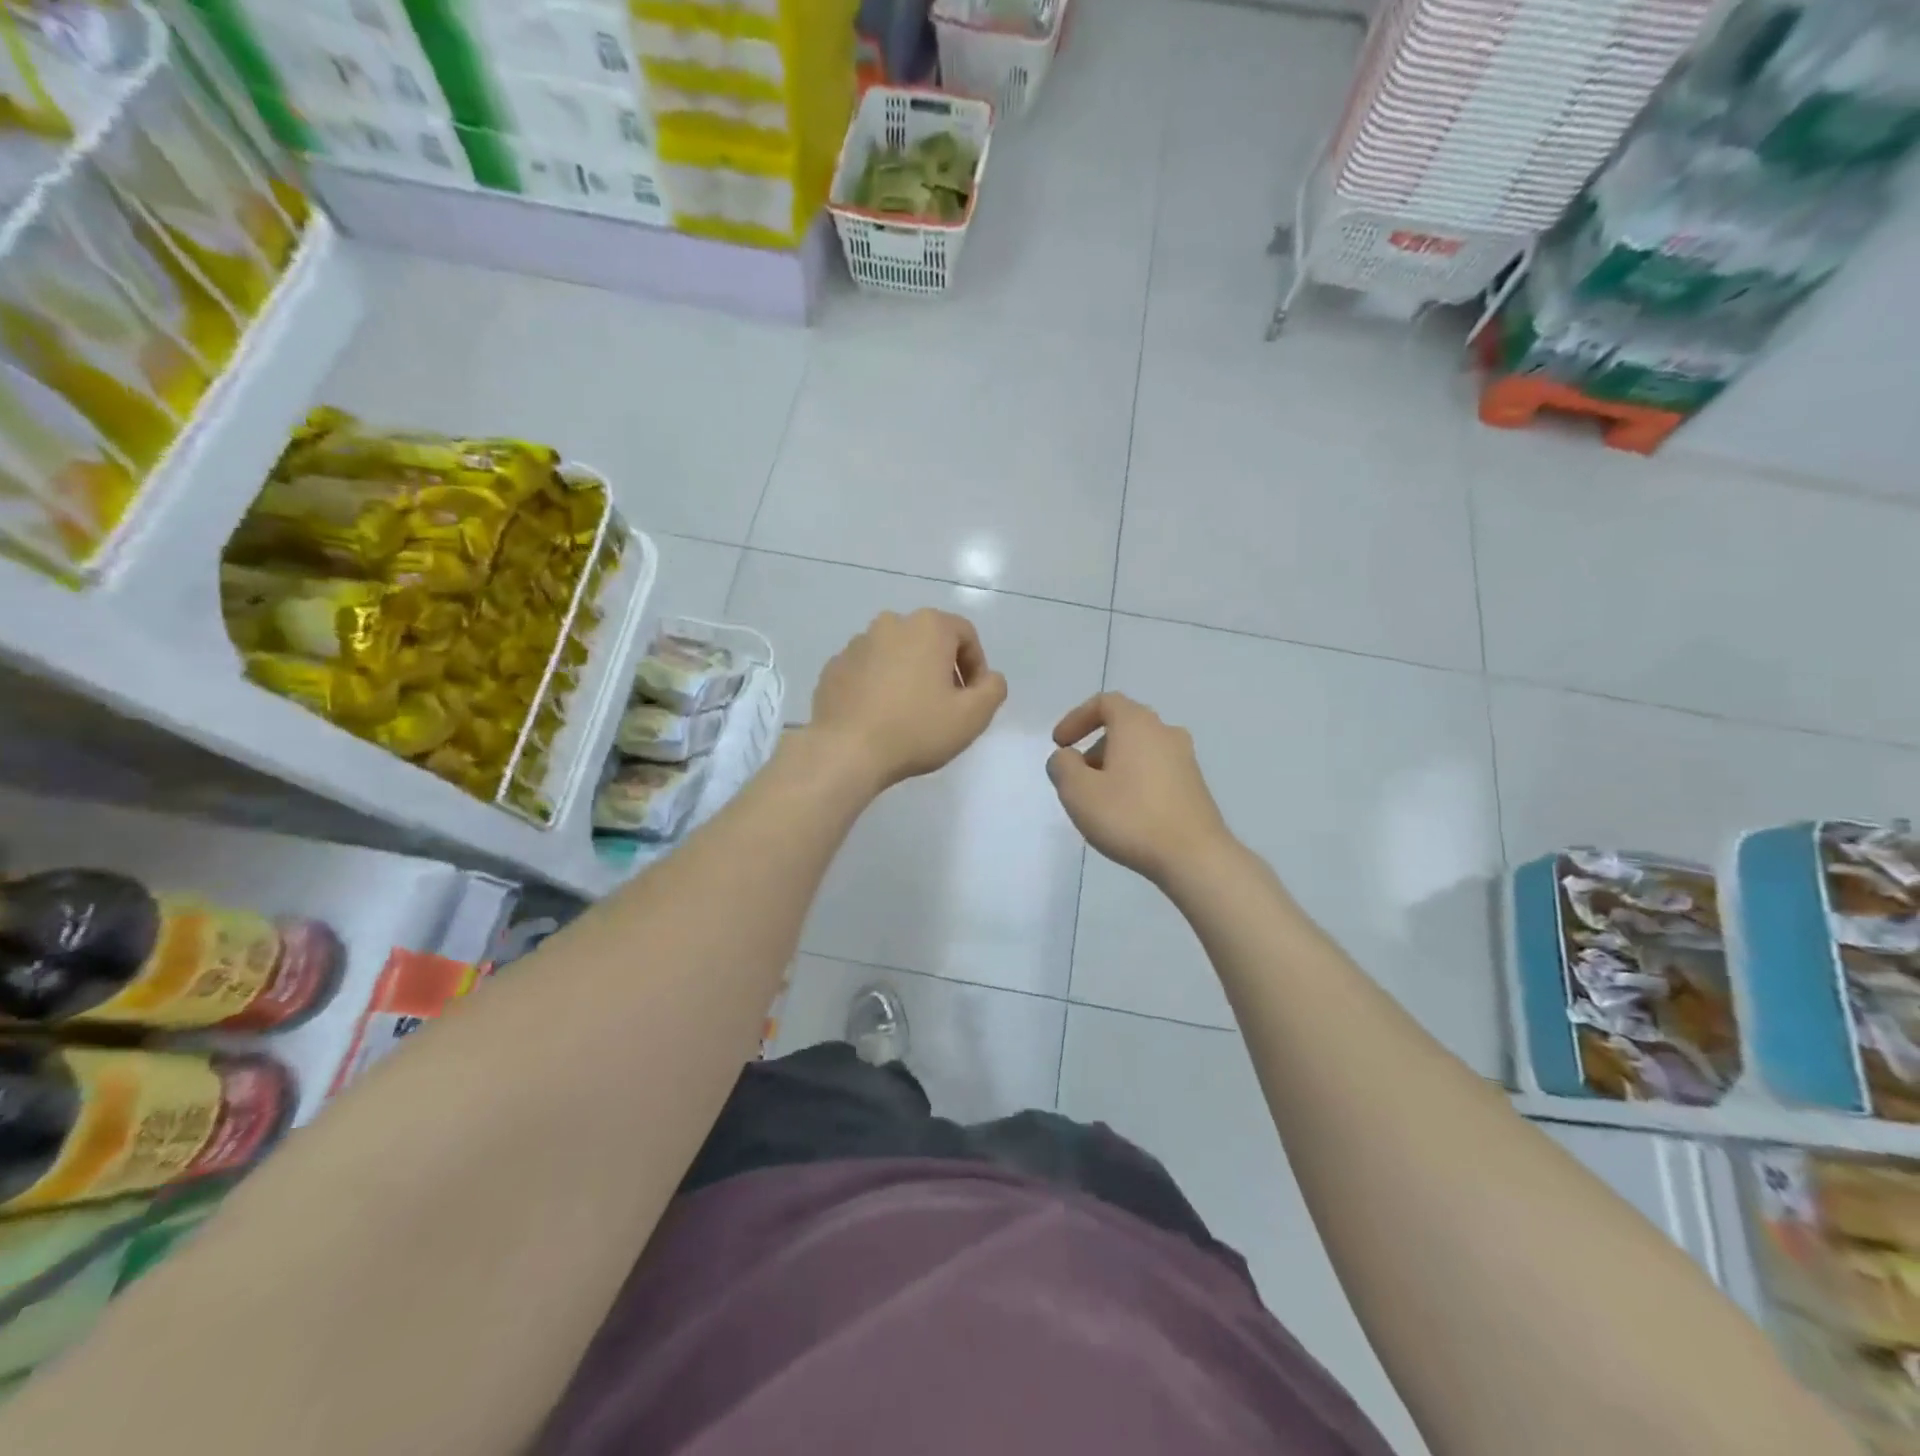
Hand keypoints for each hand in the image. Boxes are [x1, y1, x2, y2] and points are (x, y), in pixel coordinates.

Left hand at [810, 609, 1007, 791]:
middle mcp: (890, 624)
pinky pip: (867, 671)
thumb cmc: (916, 729)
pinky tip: (880, 717)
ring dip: (909, 676)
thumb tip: (988, 678)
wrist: (846, 751)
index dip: (976, 666)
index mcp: (927, 626)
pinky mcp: (834, 667)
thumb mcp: (973, 716)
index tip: (974, 698)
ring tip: (910, 713)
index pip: (965, 635)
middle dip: (942, 669)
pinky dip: (879, 686)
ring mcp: (857, 644)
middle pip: (929, 641)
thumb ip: (993, 689)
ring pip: (896, 655)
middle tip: (946, 706)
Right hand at [1046, 692, 1233, 885]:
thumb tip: (1066, 758)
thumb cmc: (1130, 816)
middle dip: (1094, 746)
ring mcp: (1185, 760)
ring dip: (1114, 765)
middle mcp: (1165, 732)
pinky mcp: (1194, 786)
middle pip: (1123, 726)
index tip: (1060, 744)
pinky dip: (1134, 780)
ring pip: (1140, 750)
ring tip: (1098, 799)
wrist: (1194, 857)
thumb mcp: (1078, 791)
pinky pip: (1155, 771)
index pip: (1105, 702)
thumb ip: (1062, 766)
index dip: (1076, 718)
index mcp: (1137, 724)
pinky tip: (1125, 813)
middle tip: (1076, 776)